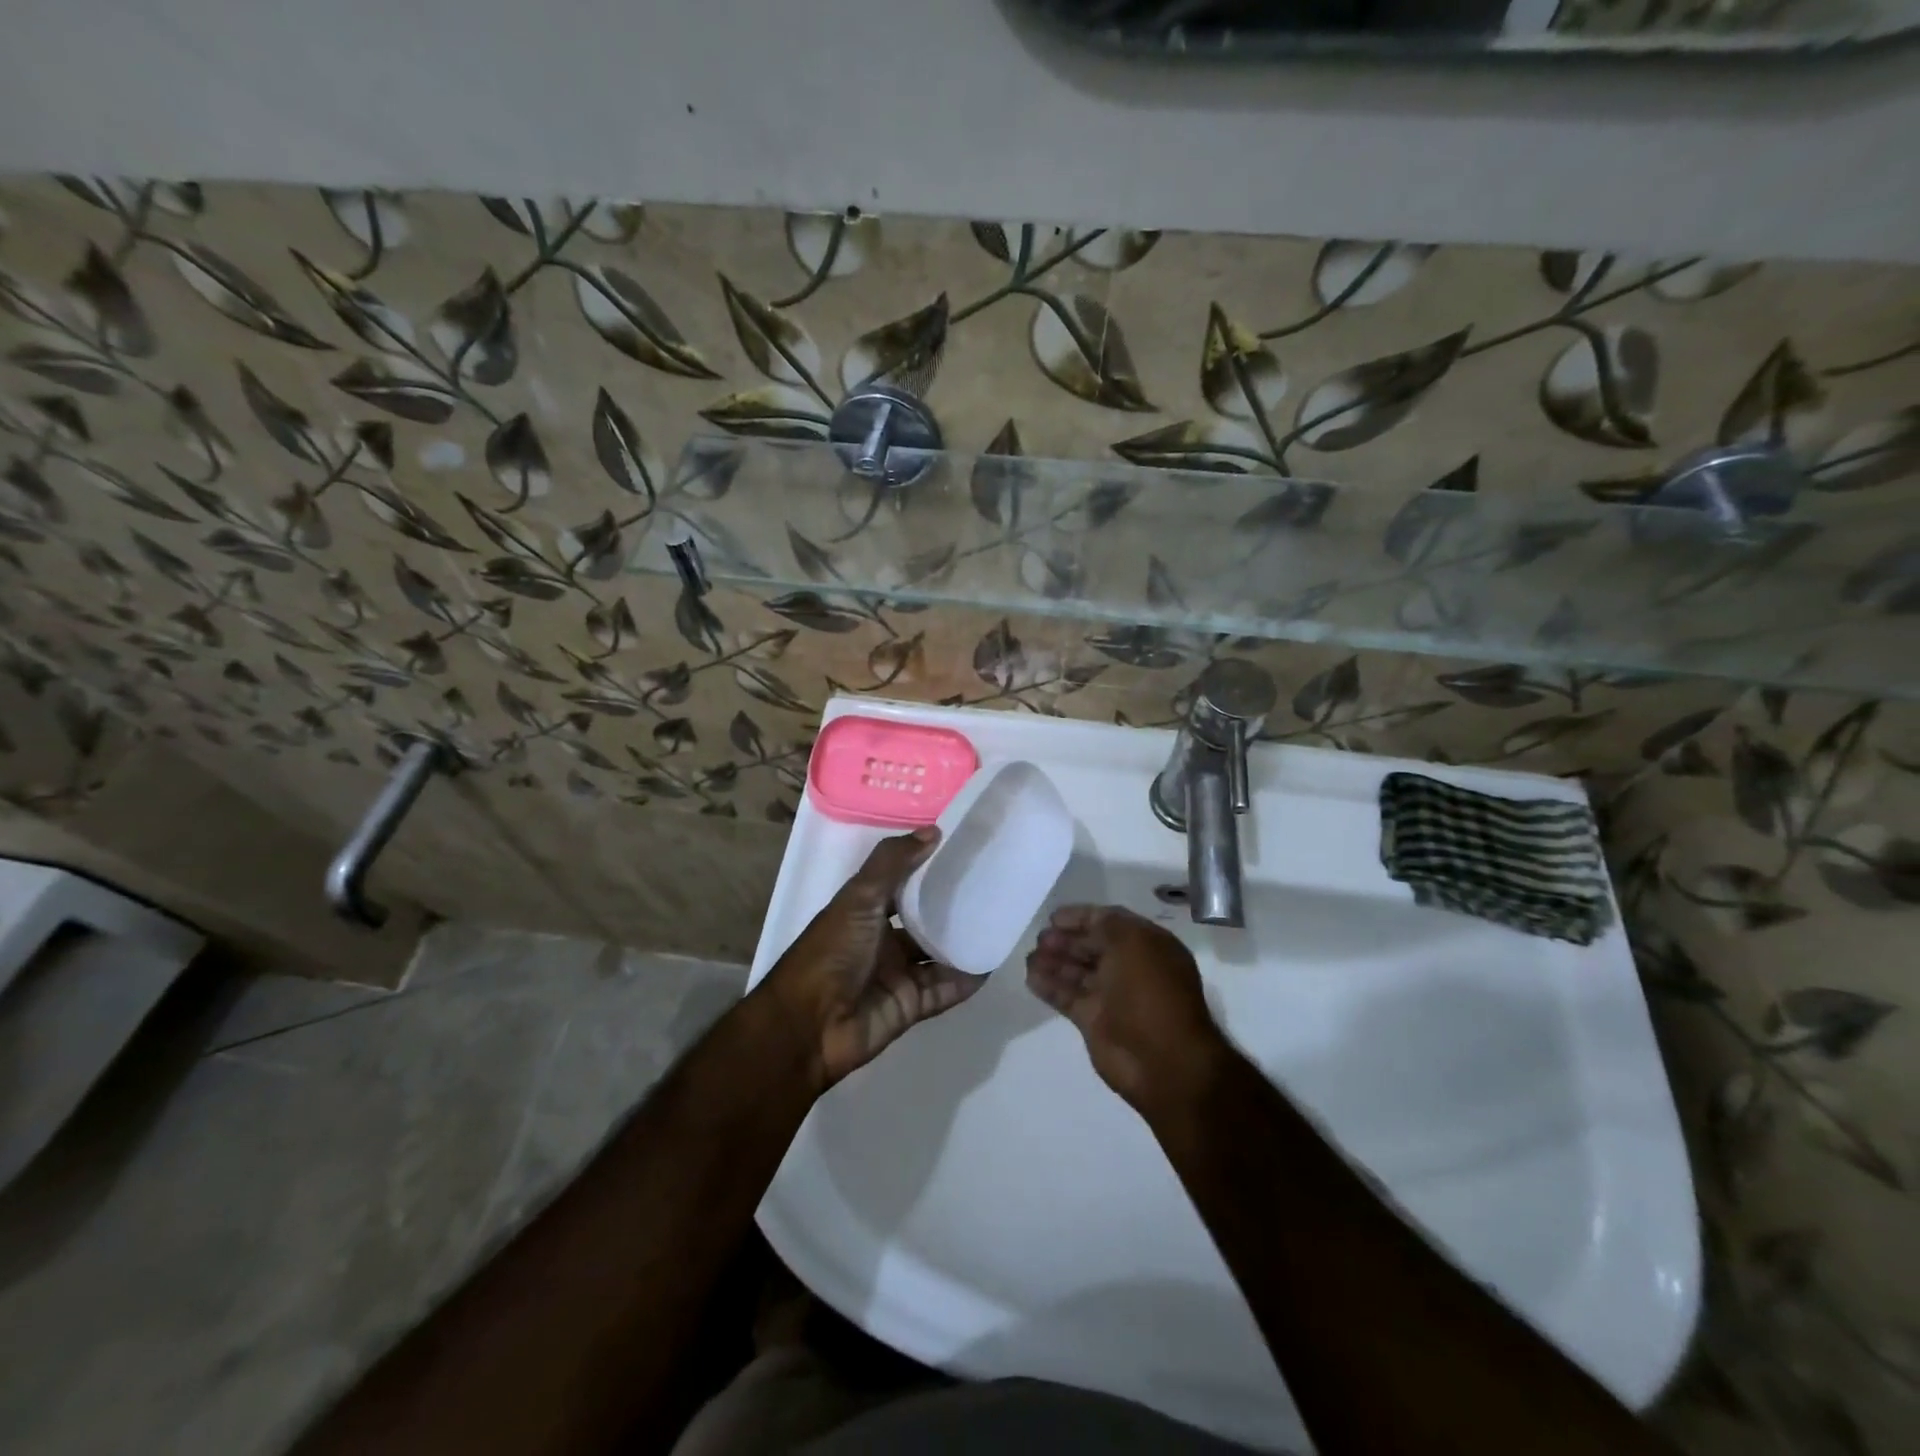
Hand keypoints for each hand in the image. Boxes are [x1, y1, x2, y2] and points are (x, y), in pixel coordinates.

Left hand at [761, 828, 983, 1089]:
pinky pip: (944, 988)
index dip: (927, 868)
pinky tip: (992, 962)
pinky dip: (966, 978)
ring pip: (938, 954)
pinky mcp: (911, 1004)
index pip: (902, 883)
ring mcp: (897, 973)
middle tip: (994, 884)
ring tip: (1001, 920)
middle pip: (923, 919)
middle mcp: (882, 939)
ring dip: (963, 941)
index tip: (964, 850)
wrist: (810, 1026)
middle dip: (952, 906)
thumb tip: (934, 831)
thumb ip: (893, 863)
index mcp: (865, 910)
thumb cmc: (832, 952)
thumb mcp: (859, 898)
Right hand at [1026, 904, 1230, 1113]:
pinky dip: (1049, 986)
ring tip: (1029, 957)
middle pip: (1092, 947)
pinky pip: (1068, 997)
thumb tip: (1083, 923)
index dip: (1082, 917)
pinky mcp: (1095, 1022)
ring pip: (1077, 972)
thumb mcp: (1132, 942)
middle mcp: (1131, 968)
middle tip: (1040, 938)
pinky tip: (1030, 977)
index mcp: (1148, 946)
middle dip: (1066, 940)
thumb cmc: (1150, 992)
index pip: (1110, 922)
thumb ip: (1105, 924)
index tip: (1053, 917)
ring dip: (1053, 961)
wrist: (1162, 1061)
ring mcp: (1112, 997)